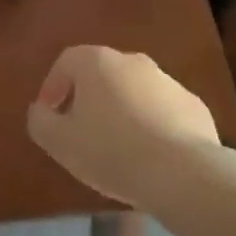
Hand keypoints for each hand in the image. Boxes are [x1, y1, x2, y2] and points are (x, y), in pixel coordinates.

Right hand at [25, 45, 220, 207]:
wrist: (183, 174)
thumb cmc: (111, 151)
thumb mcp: (59, 141)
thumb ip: (40, 121)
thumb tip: (41, 110)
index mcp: (97, 62)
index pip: (67, 62)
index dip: (53, 86)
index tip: (50, 115)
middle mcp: (133, 61)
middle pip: (102, 74)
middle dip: (88, 98)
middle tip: (81, 131)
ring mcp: (168, 82)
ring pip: (134, 92)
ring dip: (121, 112)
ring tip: (117, 149)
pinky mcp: (194, 107)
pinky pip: (163, 112)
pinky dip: (152, 126)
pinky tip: (149, 156)